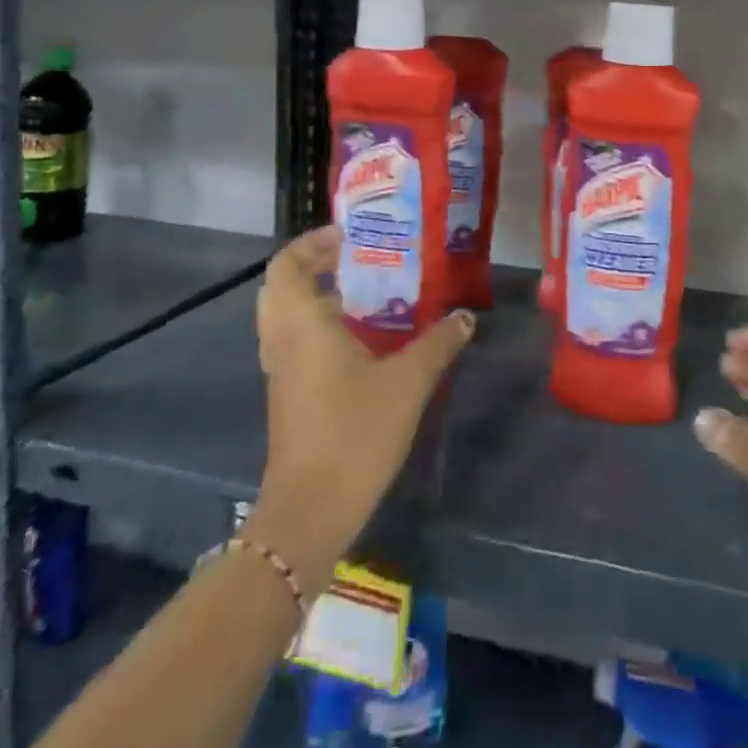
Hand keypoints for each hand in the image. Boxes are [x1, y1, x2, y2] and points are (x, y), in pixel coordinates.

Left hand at [243, 226, 474, 593]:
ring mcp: (281, 370)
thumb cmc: (354, 434)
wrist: (310, 511)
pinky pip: (295, 341)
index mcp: (302, 325)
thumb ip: (438, 343)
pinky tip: (364, 339)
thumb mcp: (407, 383)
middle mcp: (283, 340)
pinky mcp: (288, 394)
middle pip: (282, 286)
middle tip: (361, 260)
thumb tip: (465, 316)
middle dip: (316, 265)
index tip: (352, 236)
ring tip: (369, 293)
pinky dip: (320, 326)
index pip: (286, 264)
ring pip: (287, 315)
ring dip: (319, 296)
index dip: (312, 243)